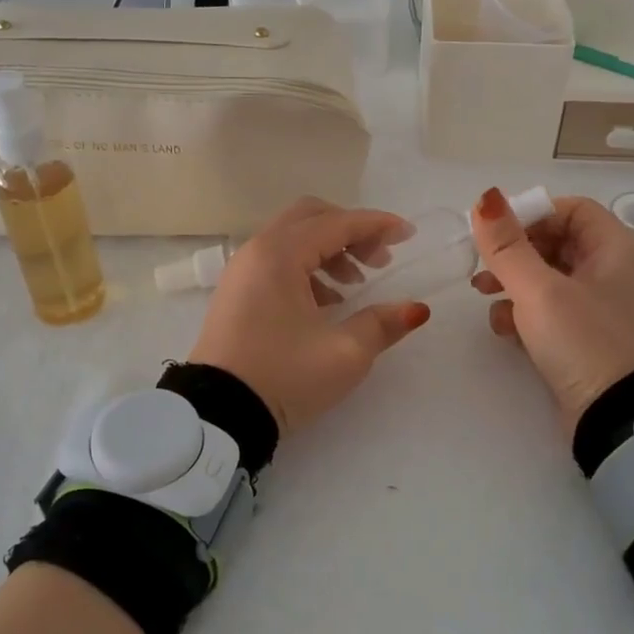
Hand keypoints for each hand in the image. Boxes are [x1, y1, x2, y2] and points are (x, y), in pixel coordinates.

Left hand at [189, 198, 431, 436]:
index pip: (337, 223)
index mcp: (280, 255)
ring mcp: (242, 271)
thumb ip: (382, 324)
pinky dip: (308, 267)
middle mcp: (257, 251)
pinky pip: (277, 261)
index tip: (409, 234)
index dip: (377, 225)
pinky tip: (328, 302)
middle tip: (380, 260)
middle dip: (351, 231)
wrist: (217, 415)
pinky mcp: (236, 293)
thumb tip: (416, 309)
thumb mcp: (344, 354)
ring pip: (293, 238)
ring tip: (356, 285)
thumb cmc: (284, 377)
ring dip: (330, 250)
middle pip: (311, 217)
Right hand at [469, 189, 633, 430]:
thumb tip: (485, 198)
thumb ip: (507, 246)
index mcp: (615, 249)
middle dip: (515, 251)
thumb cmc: (583, 342)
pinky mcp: (584, 336)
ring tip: (483, 293)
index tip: (496, 231)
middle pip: (555, 241)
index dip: (531, 213)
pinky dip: (524, 312)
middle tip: (483, 264)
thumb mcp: (539, 290)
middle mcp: (612, 271)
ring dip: (513, 280)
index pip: (570, 209)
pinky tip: (503, 328)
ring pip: (547, 276)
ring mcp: (599, 306)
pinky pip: (549, 309)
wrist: (616, 419)